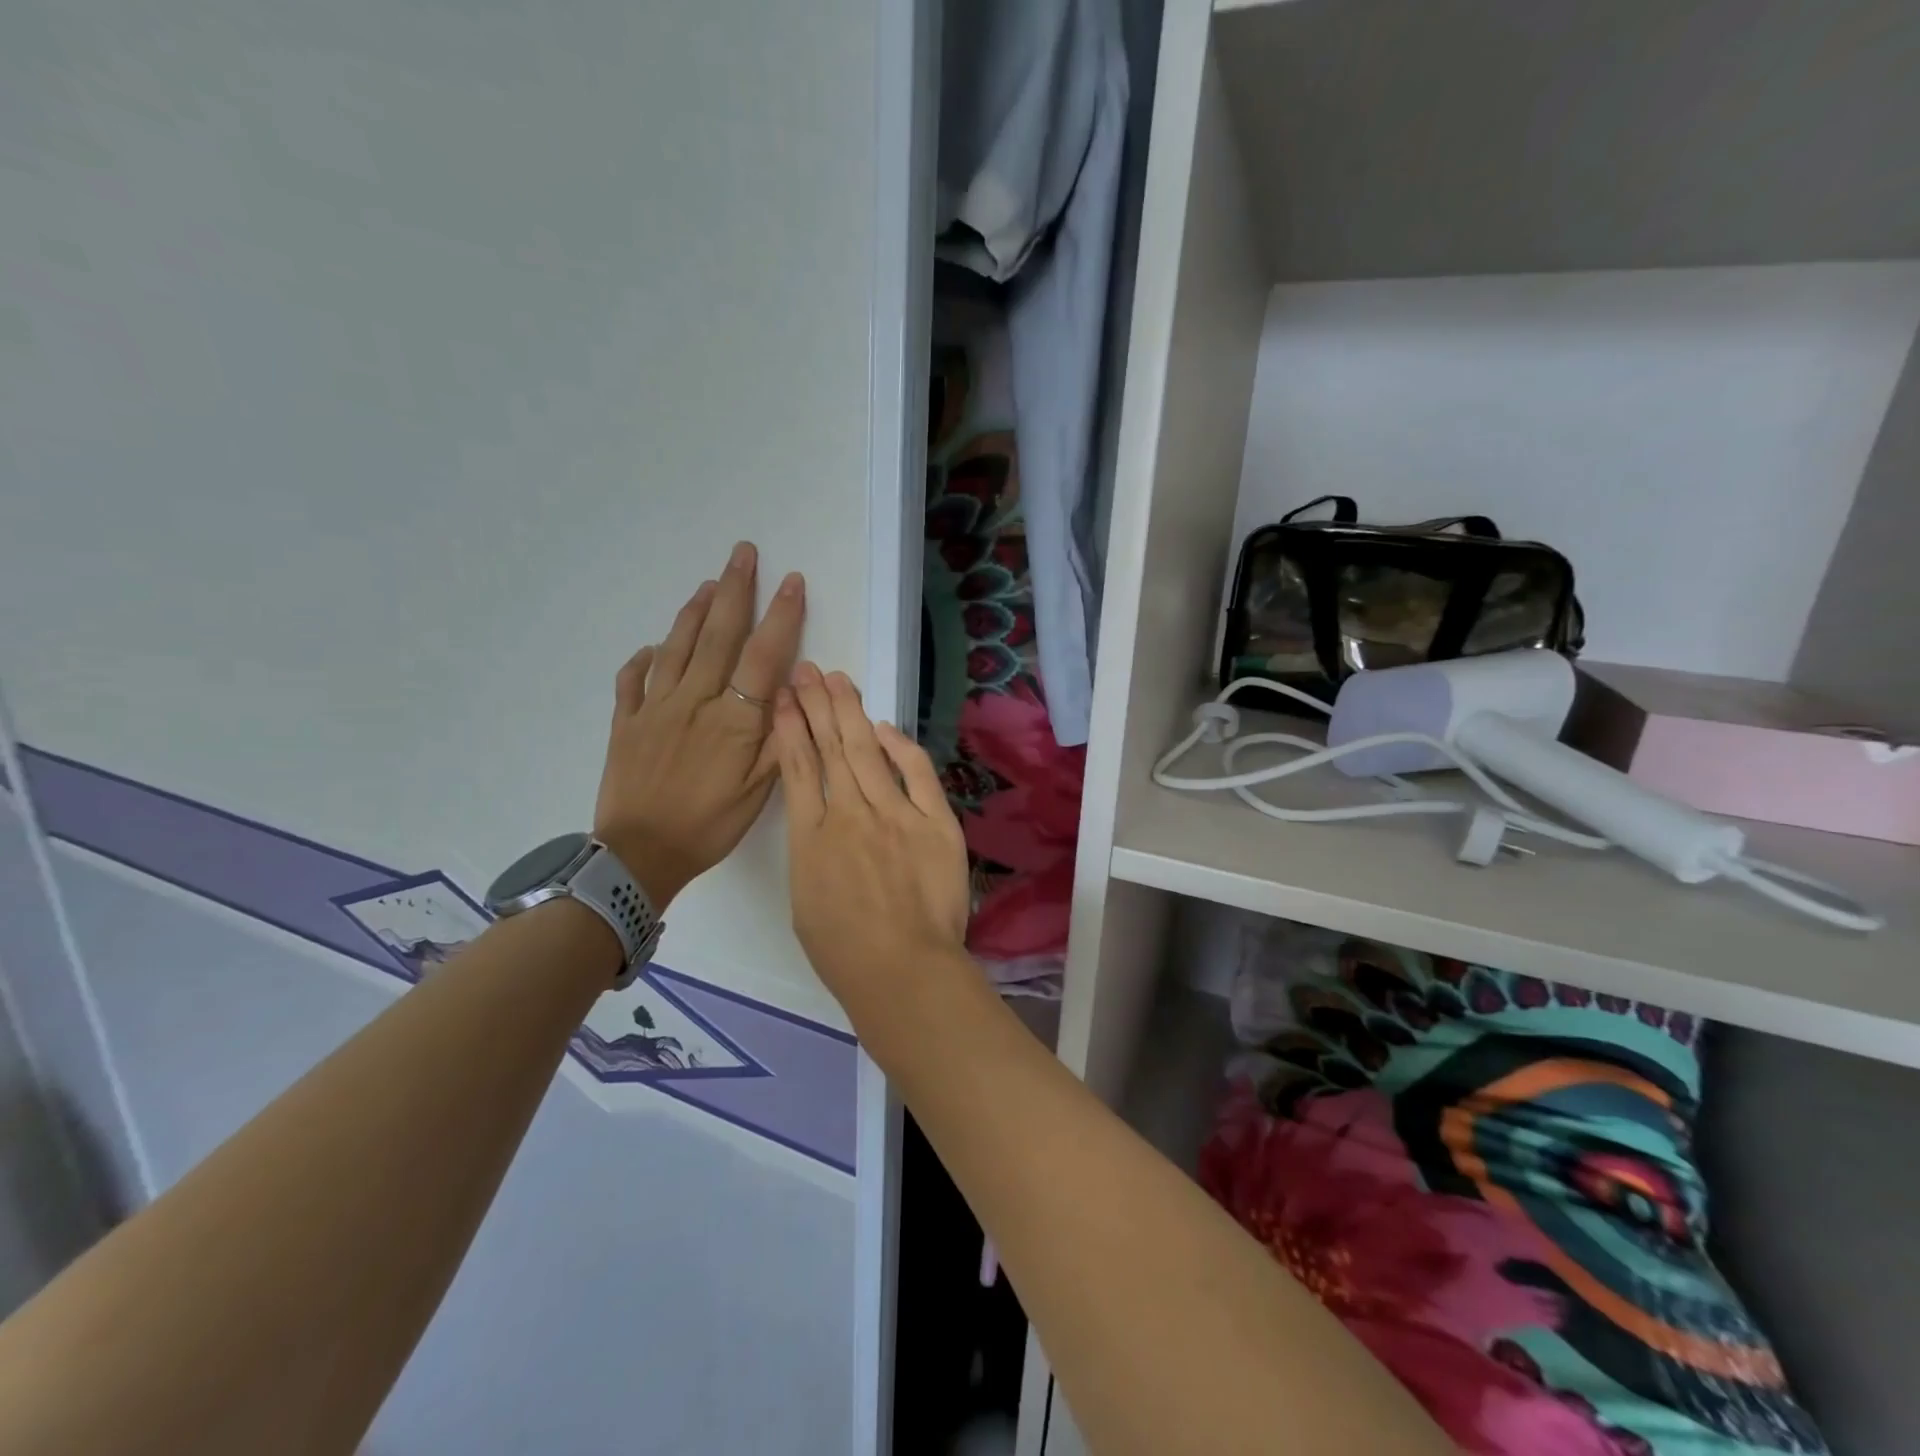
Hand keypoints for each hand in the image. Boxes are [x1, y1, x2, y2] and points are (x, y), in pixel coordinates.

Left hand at [594, 542, 803, 907]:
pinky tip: (651, 646)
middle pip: (718, 636)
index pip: (763, 657)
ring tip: (709, 583)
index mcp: (732, 720)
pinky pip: (632, 680)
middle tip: (744, 553)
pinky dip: (643, 658)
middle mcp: (694, 701)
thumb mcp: (758, 793)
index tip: (791, 581)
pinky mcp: (625, 722)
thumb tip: (795, 691)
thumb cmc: (708, 826)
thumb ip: (778, 739)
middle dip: (735, 591)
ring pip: (677, 647)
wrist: (639, 855)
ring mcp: (655, 708)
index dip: (780, 616)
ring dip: (695, 611)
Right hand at [773, 663, 971, 1021]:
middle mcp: (849, 814)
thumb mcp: (804, 899)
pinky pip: (917, 774)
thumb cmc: (844, 951)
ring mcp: (895, 814)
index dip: (790, 727)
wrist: (902, 970)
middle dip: (817, 705)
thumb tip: (821, 816)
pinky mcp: (935, 822)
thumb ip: (811, 850)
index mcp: (811, 837)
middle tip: (809, 670)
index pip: (796, 767)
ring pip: (867, 751)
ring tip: (838, 681)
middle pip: (830, 748)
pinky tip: (885, 726)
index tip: (785, 698)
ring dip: (850, 713)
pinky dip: (901, 747)